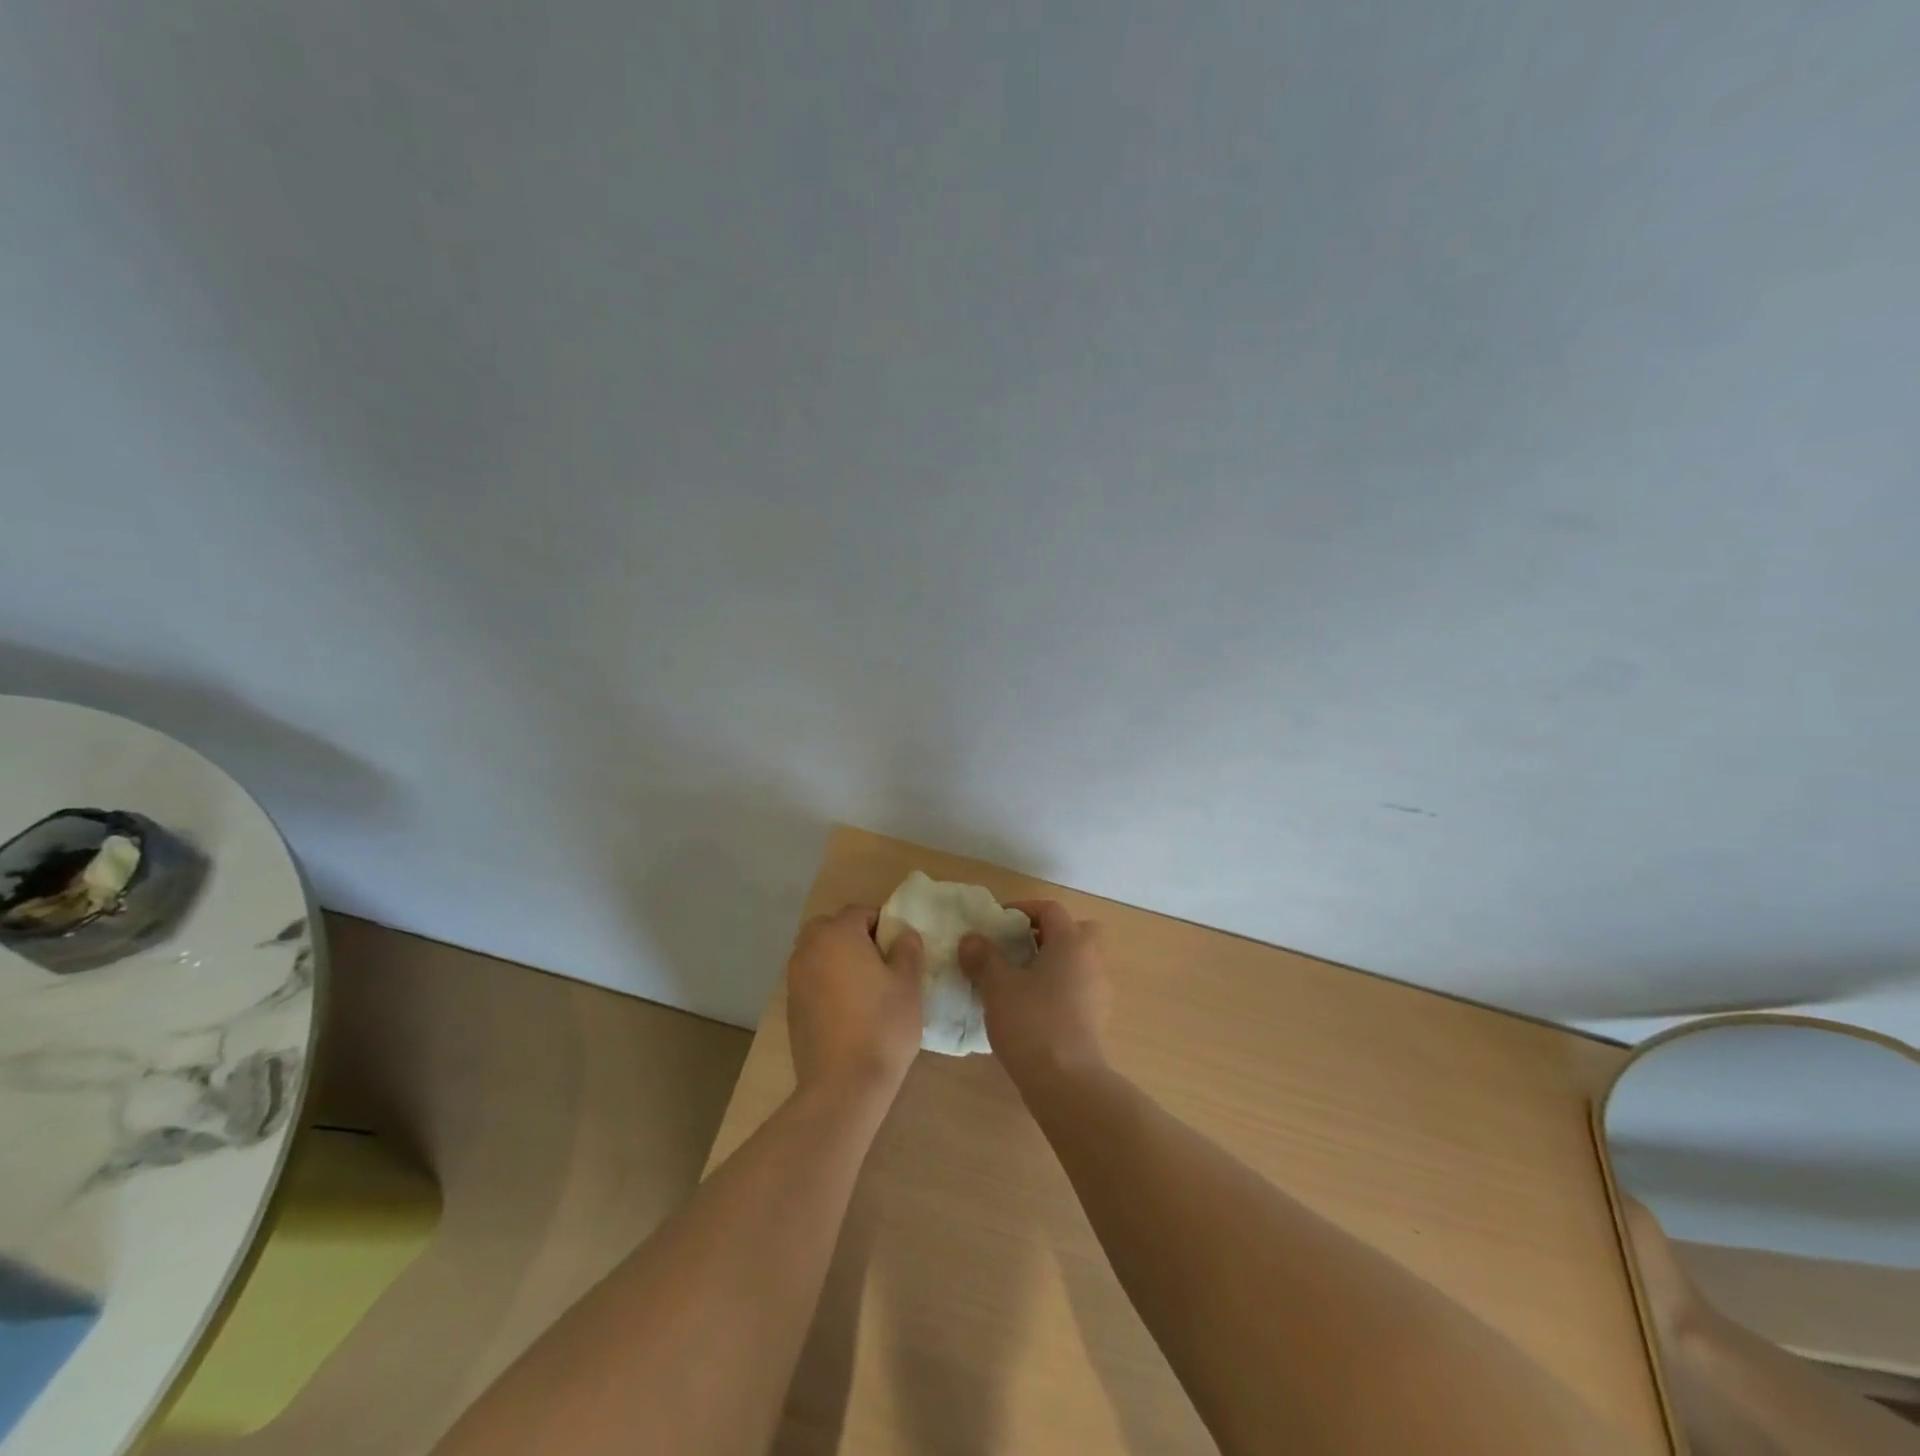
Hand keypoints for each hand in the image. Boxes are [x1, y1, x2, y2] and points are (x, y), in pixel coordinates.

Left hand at [786, 905, 924, 1103]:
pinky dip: (827, 984)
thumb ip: (907, 949)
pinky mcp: (790, 1007)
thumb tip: (902, 934)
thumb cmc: (882, 1025)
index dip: (883, 925)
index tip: (899, 949)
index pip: (861, 912)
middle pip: (832, 929)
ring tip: (865, 989)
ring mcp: (794, 978)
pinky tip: (847, 1011)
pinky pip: (812, 980)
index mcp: (837, 934)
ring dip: (838, 960)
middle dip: (855, 938)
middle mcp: (809, 949)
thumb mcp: (908, 983)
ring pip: (819, 954)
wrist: (843, 1085)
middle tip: (881, 964)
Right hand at [959, 900, 1110, 1088]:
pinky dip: (1058, 987)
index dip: (1022, 909)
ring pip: (1077, 962)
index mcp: (1071, 943)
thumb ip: (983, 958)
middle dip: (1046, 934)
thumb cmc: (1032, 1023)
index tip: (996, 923)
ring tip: (1019, 978)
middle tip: (1017, 947)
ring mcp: (1099, 991)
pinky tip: (1031, 1006)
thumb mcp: (998, 987)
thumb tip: (971, 939)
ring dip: (1051, 962)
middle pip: (1074, 932)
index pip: (1050, 910)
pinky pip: (1077, 987)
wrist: (1066, 1082)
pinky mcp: (1096, 1018)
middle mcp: (1091, 960)